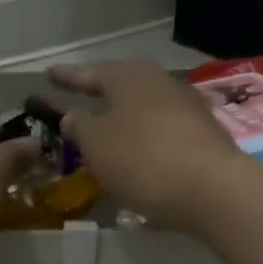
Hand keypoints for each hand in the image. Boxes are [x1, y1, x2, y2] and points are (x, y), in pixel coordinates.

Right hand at [48, 60, 248, 231]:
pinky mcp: (204, 135)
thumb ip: (80, 126)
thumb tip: (74, 115)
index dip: (67, 77)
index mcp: (128, 77)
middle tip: (81, 96)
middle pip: (123, 85)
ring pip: (145, 107)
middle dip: (101, 92)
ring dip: (125, 117)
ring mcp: (187, 107)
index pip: (89, 73)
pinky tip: (139, 153)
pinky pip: (163, 130)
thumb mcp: (97, 144)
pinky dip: (146, 138)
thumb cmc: (143, 159)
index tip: (49, 74)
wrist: (213, 189)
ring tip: (108, 128)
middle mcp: (160, 83)